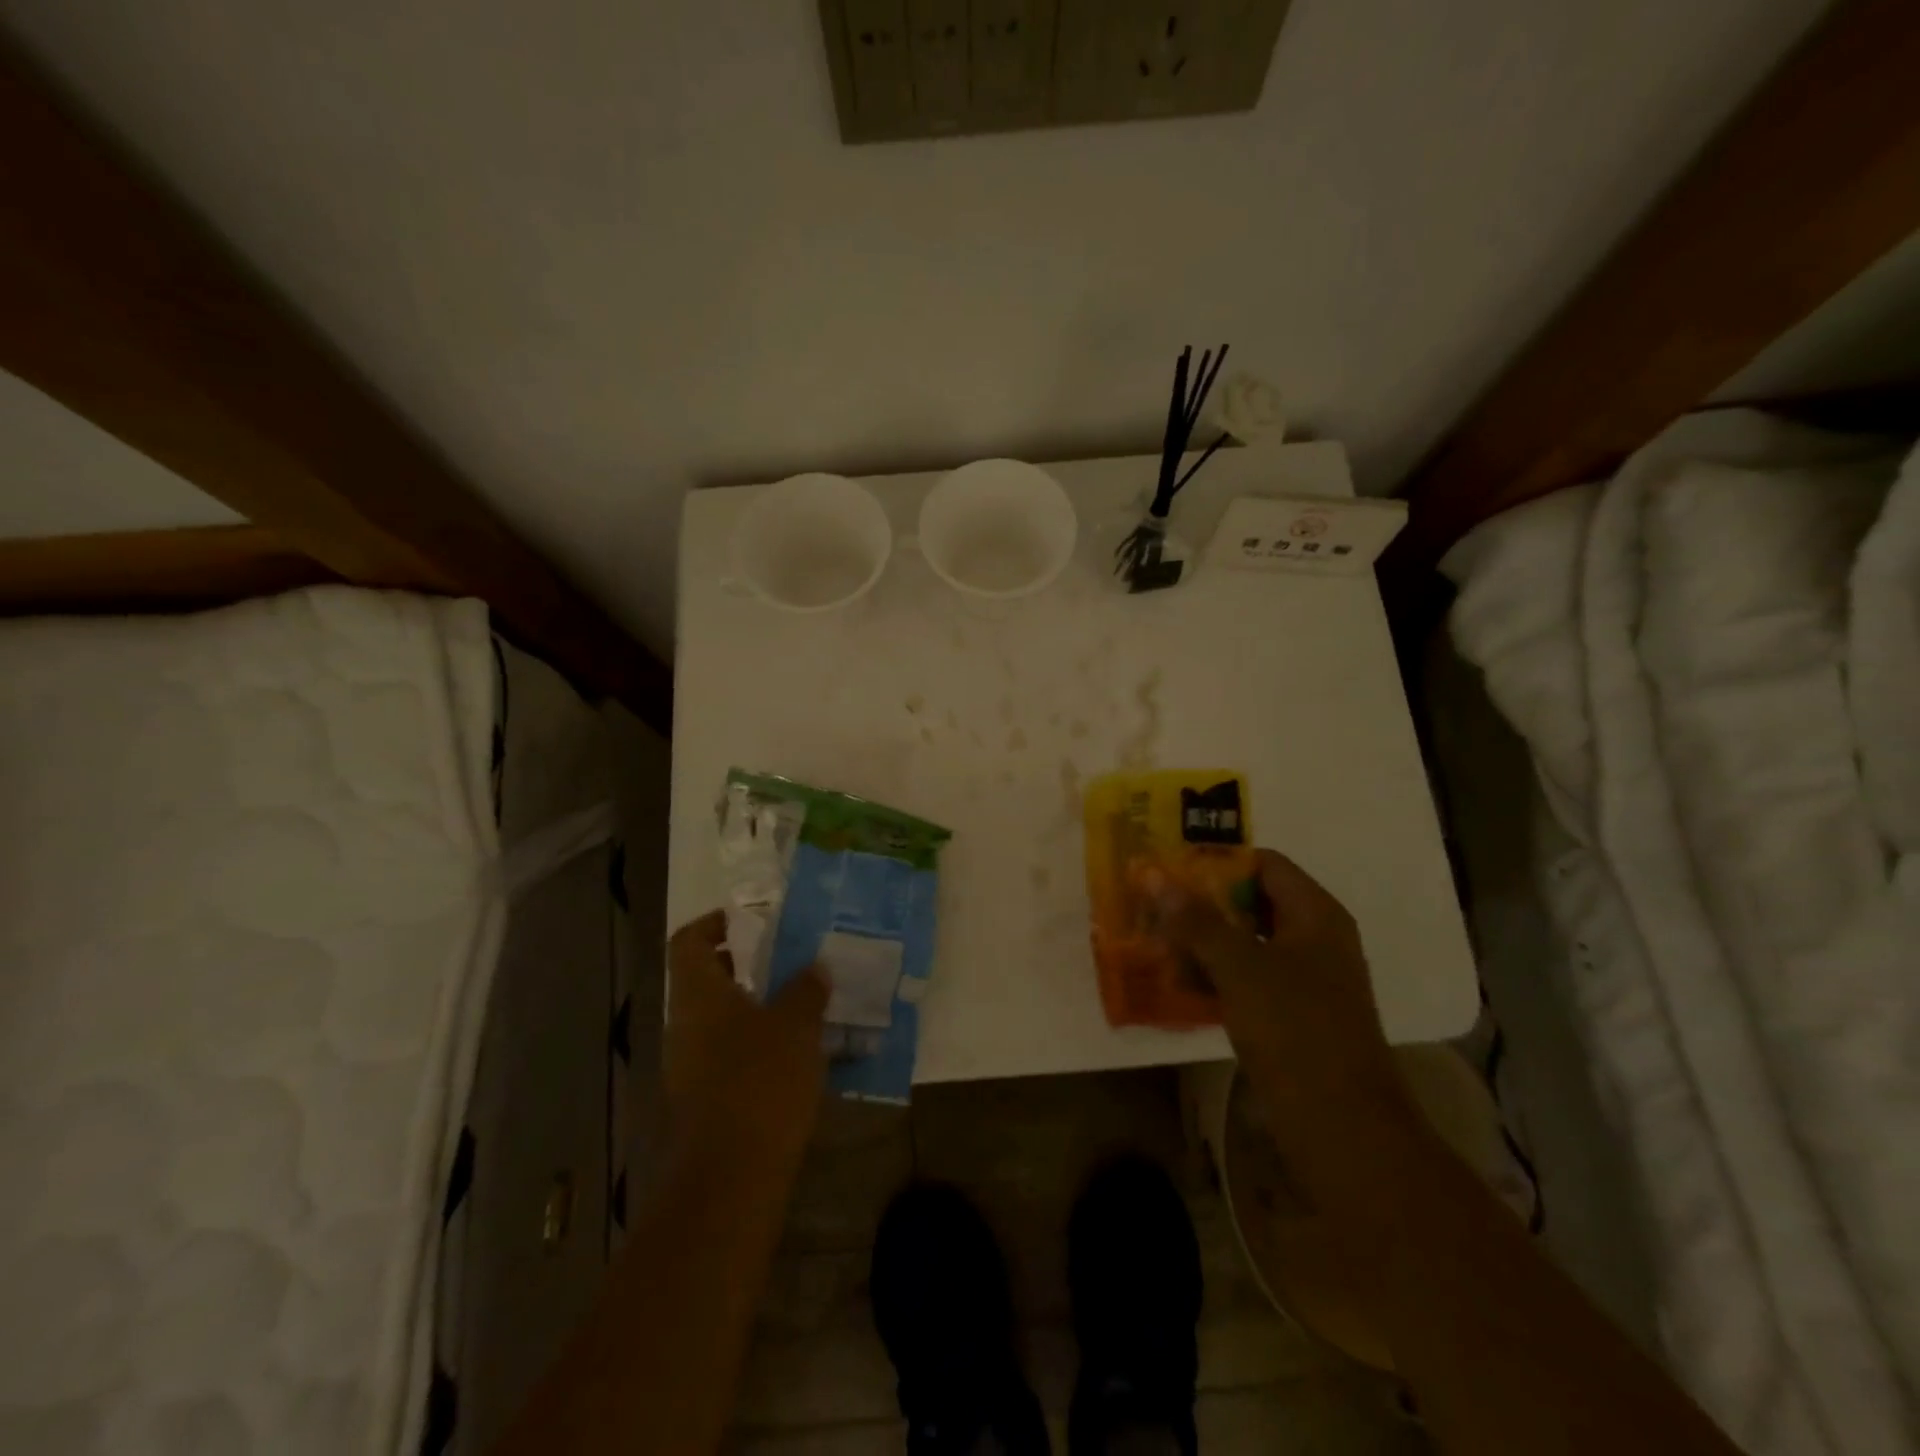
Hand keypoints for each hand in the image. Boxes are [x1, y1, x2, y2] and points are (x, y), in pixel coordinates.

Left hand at [666, 910, 828, 1164]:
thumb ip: (806, 990)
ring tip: (801, 1003)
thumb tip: (814, 968)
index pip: (688, 941)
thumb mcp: (796, 1026)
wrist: (731, 1178)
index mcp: (698, 996)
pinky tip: (795, 1052)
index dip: (713, 923)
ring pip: (718, 1019)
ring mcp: (690, 1066)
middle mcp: (685, 1025)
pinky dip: (755, 1043)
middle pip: (703, 979)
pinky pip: (728, 1054)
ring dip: (753, 1005)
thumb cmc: (760, 1082)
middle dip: (743, 965)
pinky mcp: (704, 1100)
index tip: (749, 920)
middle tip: (786, 959)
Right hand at [1161, 849, 1418, 1162]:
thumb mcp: (1239, 966)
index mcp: (1316, 914)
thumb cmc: (1295, 1030)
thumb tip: (1153, 875)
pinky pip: (1249, 978)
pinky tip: (1180, 982)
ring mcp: (1306, 979)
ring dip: (1204, 941)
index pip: (1264, 863)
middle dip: (1203, 903)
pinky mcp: (1293, 1015)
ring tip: (1157, 942)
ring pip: (1247, 942)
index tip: (1171, 868)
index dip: (1218, 860)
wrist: (1343, 1126)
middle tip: (1155, 905)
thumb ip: (1195, 919)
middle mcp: (1315, 938)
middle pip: (1253, 901)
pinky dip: (1216, 974)